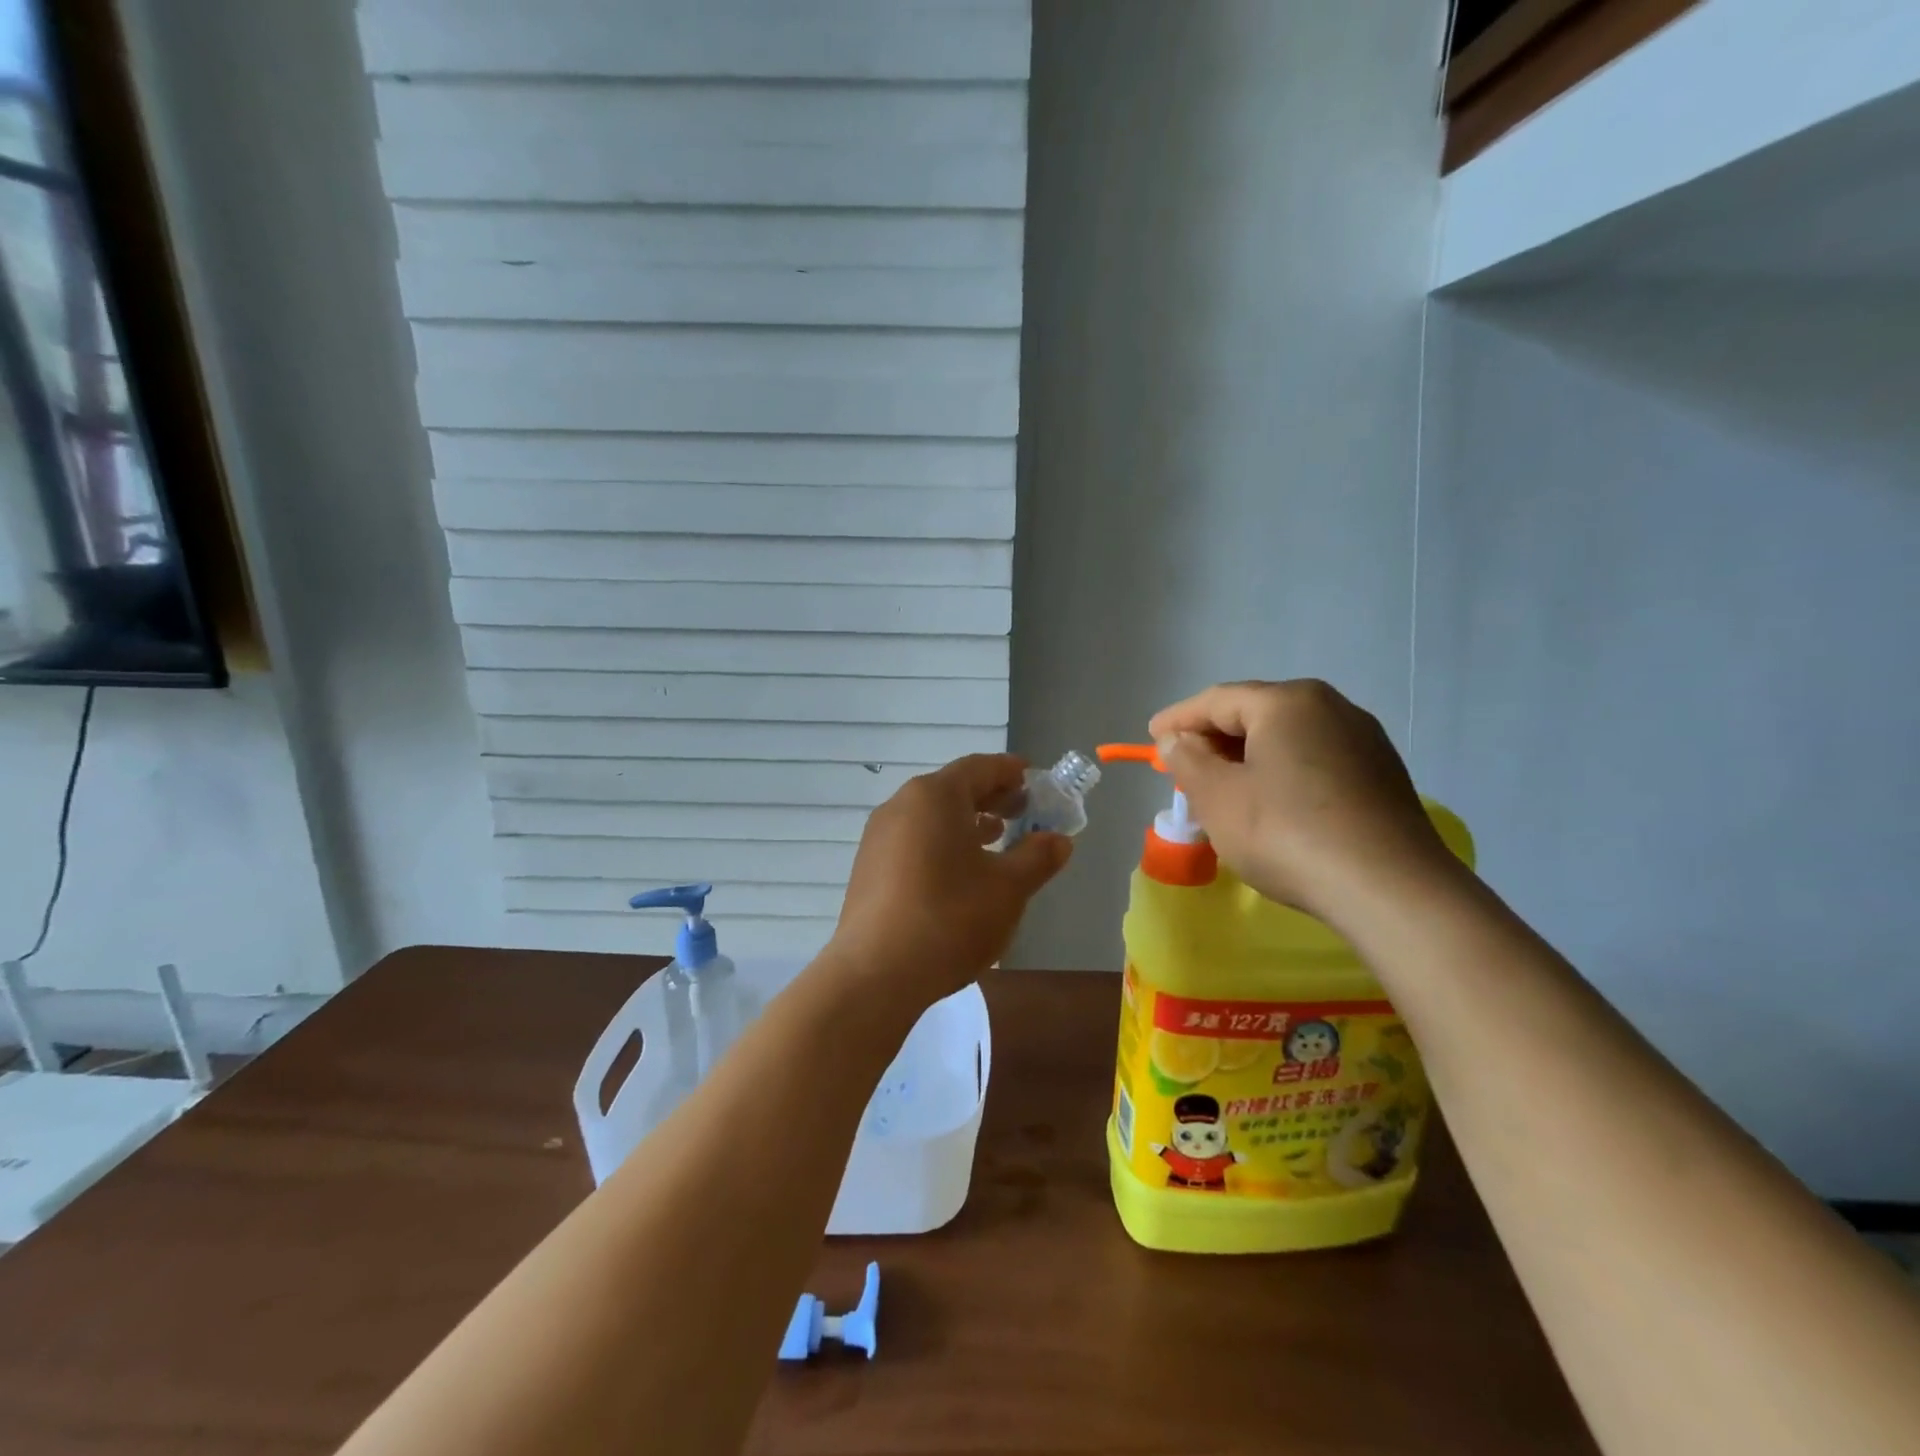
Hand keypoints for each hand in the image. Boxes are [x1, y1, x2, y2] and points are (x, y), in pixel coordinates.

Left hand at [826, 755, 1072, 1008]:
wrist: (877, 973)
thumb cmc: (950, 918)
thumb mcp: (1008, 888)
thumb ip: (1037, 857)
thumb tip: (1058, 840)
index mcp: (935, 796)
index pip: (979, 767)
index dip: (1010, 771)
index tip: (1034, 779)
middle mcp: (901, 805)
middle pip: (953, 789)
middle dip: (991, 797)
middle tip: (1023, 811)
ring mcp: (879, 837)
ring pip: (931, 816)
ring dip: (967, 822)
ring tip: (997, 839)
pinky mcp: (869, 868)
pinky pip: (914, 840)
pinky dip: (942, 843)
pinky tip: (960, 873)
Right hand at [1148, 680, 1459, 925]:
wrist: (1391, 891)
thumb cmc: (1287, 834)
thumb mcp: (1218, 798)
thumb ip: (1188, 761)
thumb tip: (1177, 740)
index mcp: (1287, 702)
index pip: (1217, 700)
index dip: (1178, 719)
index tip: (1151, 738)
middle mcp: (1330, 707)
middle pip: (1255, 713)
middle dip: (1214, 740)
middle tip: (1183, 768)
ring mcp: (1363, 740)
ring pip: (1287, 738)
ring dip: (1248, 758)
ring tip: (1223, 790)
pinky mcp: (1381, 774)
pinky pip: (1315, 760)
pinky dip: (1281, 773)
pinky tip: (1271, 805)